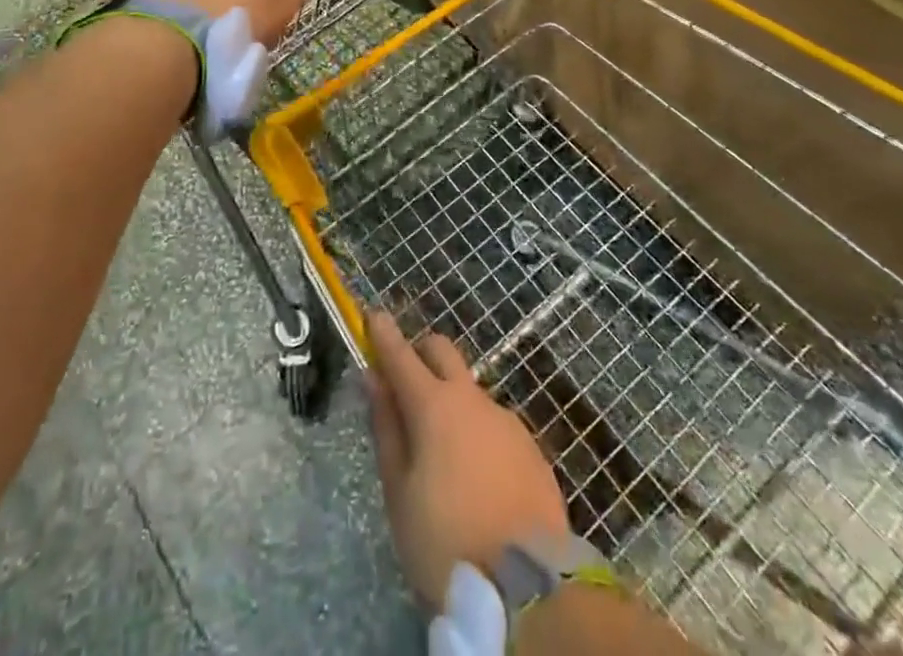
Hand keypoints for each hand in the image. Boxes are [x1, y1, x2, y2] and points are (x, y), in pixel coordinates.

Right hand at [366, 310, 570, 613]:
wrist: (529, 589)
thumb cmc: (446, 543)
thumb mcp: (399, 494)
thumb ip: (386, 429)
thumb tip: (374, 380)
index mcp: (433, 406)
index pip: (401, 355)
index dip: (383, 334)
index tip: (372, 315)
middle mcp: (471, 399)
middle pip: (442, 352)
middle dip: (420, 354)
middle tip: (404, 382)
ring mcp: (506, 420)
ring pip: (469, 392)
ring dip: (450, 402)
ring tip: (441, 454)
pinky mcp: (530, 447)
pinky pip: (494, 425)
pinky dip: (477, 434)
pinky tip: (476, 478)